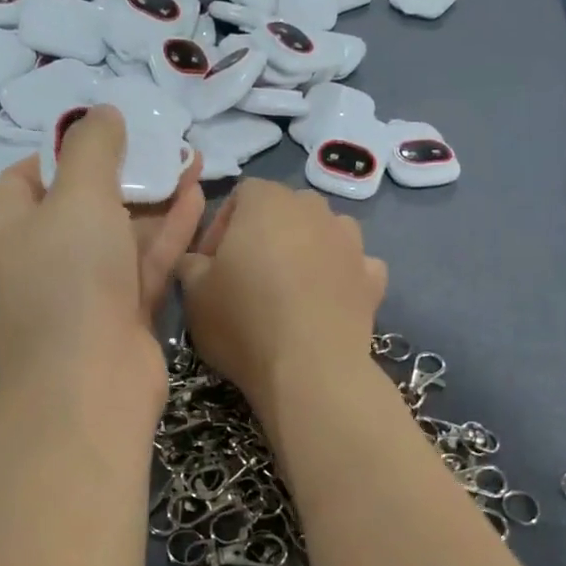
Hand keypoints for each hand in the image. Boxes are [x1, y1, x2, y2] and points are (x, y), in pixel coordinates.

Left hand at [0, 108, 203, 420]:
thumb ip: (94, 148)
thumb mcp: (78, 196)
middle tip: (164, 139)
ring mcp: (88, 287)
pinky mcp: (125, 311)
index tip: (106, 132)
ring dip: (156, 196)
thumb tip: (103, 113)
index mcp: (14, 224)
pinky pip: (147, 261)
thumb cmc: (71, 279)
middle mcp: (48, 255)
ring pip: (124, 231)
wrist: (90, 383)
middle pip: (86, 200)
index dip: (65, 149)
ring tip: (193, 157)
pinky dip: (170, 231)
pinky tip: (198, 195)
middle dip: (126, 169)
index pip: (29, 174)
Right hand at [176, 179, 386, 430]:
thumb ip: (191, 265)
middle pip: (286, 210)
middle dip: (266, 235)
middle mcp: (314, 210)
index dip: (222, 227)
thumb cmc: (244, 323)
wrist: (310, 370)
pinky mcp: (373, 278)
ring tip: (291, 289)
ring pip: (325, 233)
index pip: (242, 195)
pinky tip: (327, 303)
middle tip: (248, 277)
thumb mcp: (194, 295)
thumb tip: (197, 261)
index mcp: (267, 202)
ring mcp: (350, 242)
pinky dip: (342, 277)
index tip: (211, 264)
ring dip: (308, 251)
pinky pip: (355, 266)